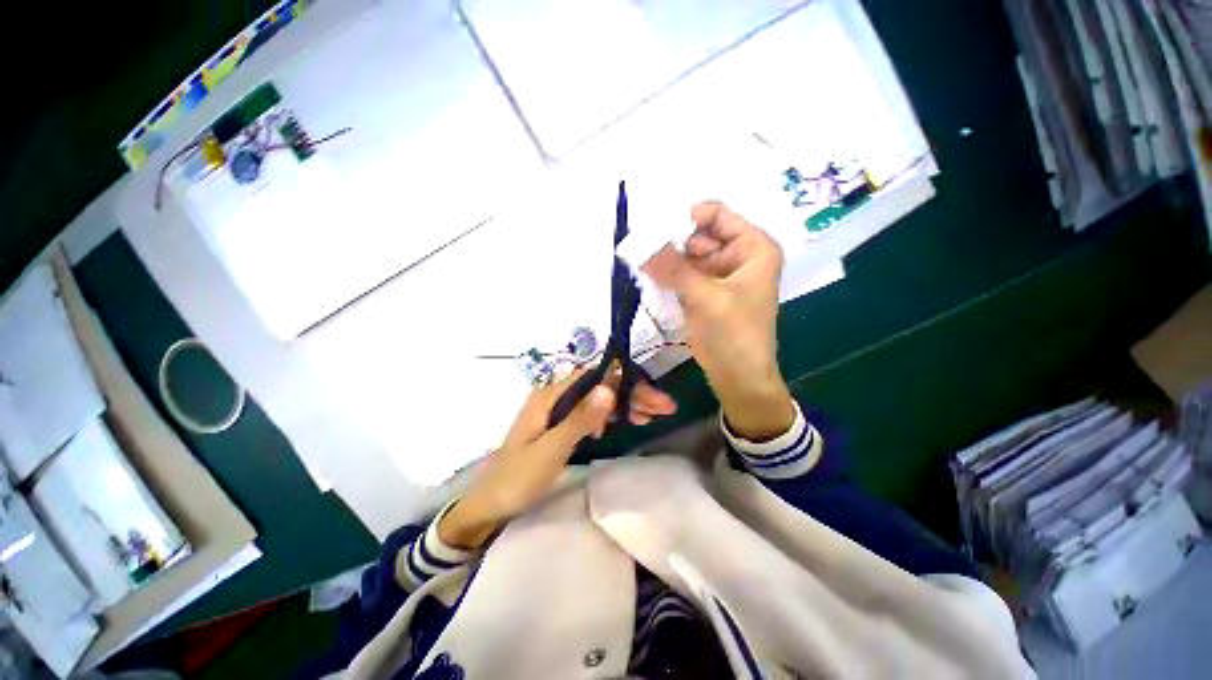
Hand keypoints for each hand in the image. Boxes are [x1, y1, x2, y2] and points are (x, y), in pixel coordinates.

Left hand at [439, 367, 675, 549]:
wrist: (488, 505)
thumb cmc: (517, 478)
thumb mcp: (551, 450)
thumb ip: (580, 419)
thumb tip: (609, 388)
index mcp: (550, 395)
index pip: (596, 377)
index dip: (626, 384)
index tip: (653, 401)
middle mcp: (554, 395)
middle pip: (599, 385)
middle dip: (631, 394)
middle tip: (662, 409)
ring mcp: (556, 410)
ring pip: (596, 398)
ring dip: (624, 404)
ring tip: (648, 416)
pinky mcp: (558, 424)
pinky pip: (589, 412)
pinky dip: (609, 415)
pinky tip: (621, 424)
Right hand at [643, 202, 794, 440]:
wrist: (738, 378)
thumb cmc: (735, 335)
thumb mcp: (706, 298)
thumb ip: (673, 268)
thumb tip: (638, 242)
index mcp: (753, 247)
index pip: (716, 214)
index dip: (685, 218)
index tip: (654, 231)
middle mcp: (737, 254)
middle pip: (698, 234)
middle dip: (670, 241)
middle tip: (639, 249)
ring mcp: (718, 273)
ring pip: (686, 254)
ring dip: (664, 259)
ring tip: (639, 263)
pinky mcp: (703, 291)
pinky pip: (681, 273)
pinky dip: (666, 275)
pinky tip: (647, 276)